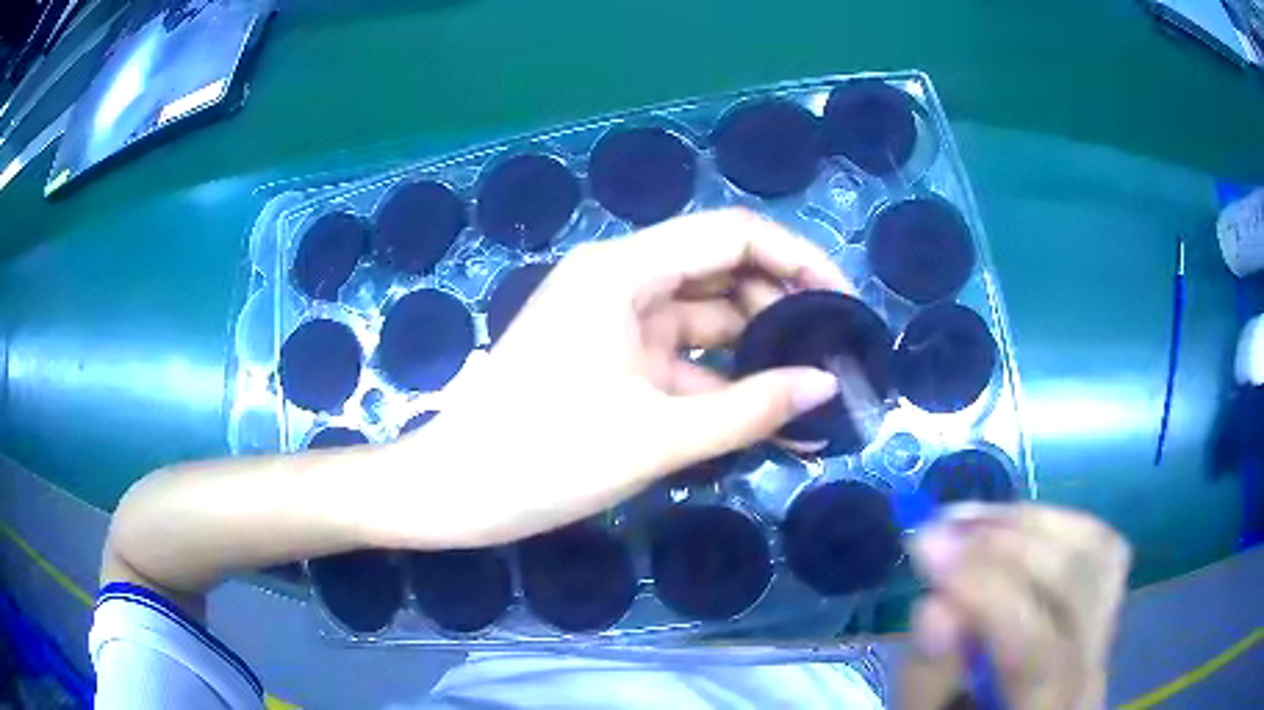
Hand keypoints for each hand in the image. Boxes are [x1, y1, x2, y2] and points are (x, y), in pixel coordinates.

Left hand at [372, 209, 849, 549]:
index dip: (797, 259)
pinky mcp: (609, 360)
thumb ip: (750, 409)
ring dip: (755, 358)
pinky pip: (680, 360)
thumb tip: (826, 387)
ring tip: (810, 399)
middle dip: (781, 314)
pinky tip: (762, 419)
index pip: (731, 234)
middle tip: (833, 361)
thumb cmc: (543, 458)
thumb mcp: (657, 436)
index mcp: (623, 271)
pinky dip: (719, 386)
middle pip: (722, 275)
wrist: (456, 493)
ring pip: (705, 323)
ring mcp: (613, 322)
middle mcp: (620, 280)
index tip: (843, 302)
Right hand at [901, 504, 1131, 709]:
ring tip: (973, 522)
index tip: (927, 547)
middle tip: (945, 527)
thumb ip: (928, 677)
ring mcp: (1107, 634)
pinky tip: (1015, 528)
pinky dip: (1059, 524)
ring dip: (1032, 524)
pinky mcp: (1108, 608)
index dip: (985, 590)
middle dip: (1008, 542)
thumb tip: (936, 605)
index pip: (1034, 647)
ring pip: (1096, 550)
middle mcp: (1093, 670)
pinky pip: (1102, 546)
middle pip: (1076, 583)